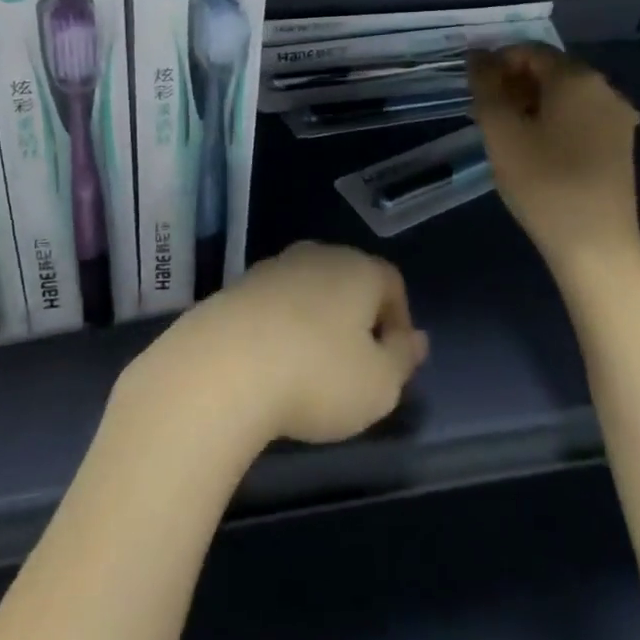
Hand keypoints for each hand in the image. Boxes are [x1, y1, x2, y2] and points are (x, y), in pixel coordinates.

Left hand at [132, 242, 428, 447]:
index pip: (391, 281)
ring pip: (308, 289)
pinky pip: (273, 303)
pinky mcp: (235, 287)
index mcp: (358, 269)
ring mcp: (272, 267)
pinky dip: (280, 326)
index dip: (399, 319)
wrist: (222, 367)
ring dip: (316, 320)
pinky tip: (272, 362)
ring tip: (311, 367)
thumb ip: (403, 358)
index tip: (393, 359)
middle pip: (348, 279)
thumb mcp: (379, 384)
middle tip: (355, 363)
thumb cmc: (317, 376)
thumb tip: (417, 339)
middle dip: (357, 317)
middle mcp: (316, 256)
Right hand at [468, 44, 639, 266]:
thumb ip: (485, 85)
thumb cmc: (543, 182)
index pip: (528, 51)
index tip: (474, 91)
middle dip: (512, 83)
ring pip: (564, 95)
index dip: (495, 63)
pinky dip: (553, 121)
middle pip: (549, 70)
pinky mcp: (620, 144)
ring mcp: (617, 117)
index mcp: (577, 77)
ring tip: (505, 133)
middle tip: (485, 113)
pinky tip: (535, 148)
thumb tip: (477, 53)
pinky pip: (579, 116)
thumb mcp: (501, 130)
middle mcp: (604, 88)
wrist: (596, 246)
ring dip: (531, 103)